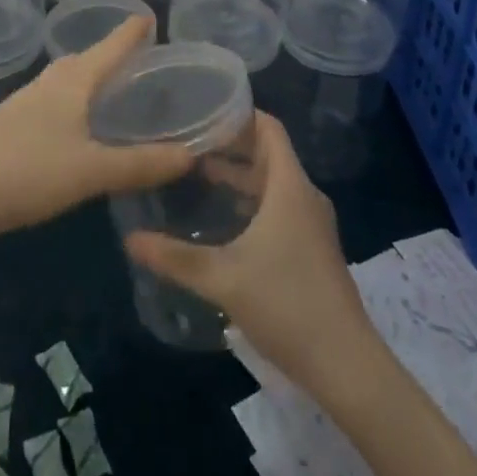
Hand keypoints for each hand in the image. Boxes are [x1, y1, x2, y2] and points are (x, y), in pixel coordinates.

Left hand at [0, 16, 190, 246]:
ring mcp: (24, 109)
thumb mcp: (89, 170)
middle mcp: (48, 86)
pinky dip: (76, 110)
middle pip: (86, 61)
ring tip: (115, 93)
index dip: (131, 32)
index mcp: (71, 82)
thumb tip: (191, 154)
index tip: (149, 16)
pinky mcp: (10, 134)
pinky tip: (79, 132)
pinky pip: (55, 110)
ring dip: (92, 83)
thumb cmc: (23, 170)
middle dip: (112, 56)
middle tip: (141, 59)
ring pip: (67, 86)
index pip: (109, 46)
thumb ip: (139, 164)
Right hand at [125, 112, 371, 397]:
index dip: (240, 114)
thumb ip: (175, 257)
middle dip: (232, 145)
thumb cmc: (286, 305)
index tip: (203, 110)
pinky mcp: (312, 248)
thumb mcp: (223, 278)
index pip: (269, 128)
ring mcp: (312, 224)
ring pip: (274, 183)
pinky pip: (280, 207)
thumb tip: (130, 238)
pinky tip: (225, 220)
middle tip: (190, 142)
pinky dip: (253, 201)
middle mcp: (304, 196)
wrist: (346, 365)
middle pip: (269, 153)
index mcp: (290, 187)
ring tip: (199, 175)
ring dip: (241, 176)